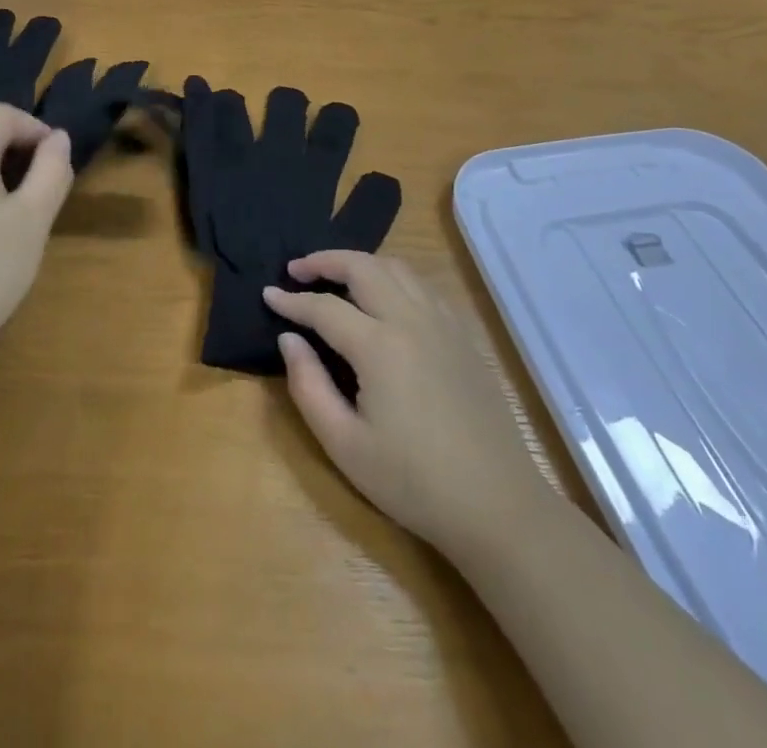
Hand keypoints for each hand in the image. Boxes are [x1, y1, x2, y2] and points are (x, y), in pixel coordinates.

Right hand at [264, 252, 545, 553]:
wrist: (497, 506)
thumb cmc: (413, 482)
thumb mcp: (344, 445)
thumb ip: (308, 386)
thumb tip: (289, 339)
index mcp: (379, 346)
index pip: (324, 307)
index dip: (291, 300)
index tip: (268, 295)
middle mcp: (411, 320)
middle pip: (362, 266)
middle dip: (324, 260)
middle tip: (296, 270)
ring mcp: (442, 324)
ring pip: (396, 268)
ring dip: (360, 263)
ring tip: (335, 276)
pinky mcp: (462, 336)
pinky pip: (422, 286)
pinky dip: (392, 277)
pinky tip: (383, 298)